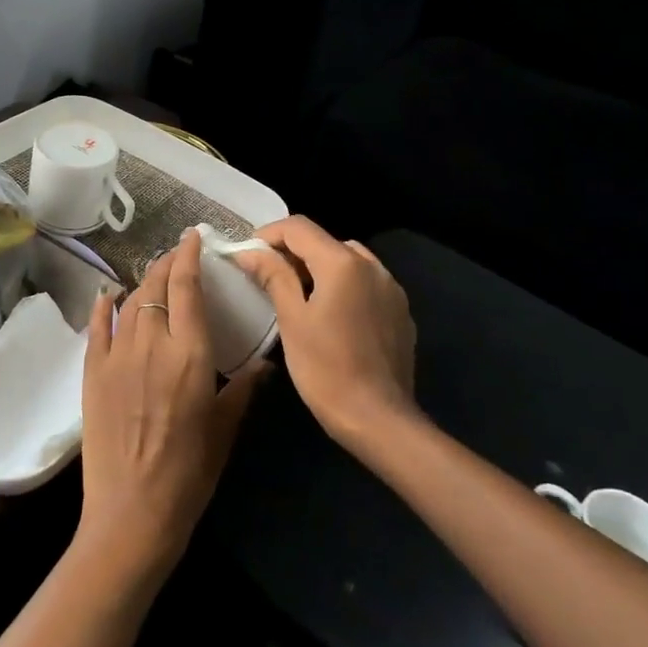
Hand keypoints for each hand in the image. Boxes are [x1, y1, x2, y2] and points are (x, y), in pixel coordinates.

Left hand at [78, 229, 266, 584]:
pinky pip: (96, 327)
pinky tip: (108, 295)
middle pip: (156, 286)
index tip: (192, 237)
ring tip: (154, 276)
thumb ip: (243, 389)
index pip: (187, 287)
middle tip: (177, 255)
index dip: (188, 256)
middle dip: (167, 263)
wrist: (133, 512)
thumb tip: (265, 364)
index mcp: (189, 354)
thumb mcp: (225, 428)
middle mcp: (151, 344)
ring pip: (129, 301)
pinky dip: (103, 306)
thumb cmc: (189, 473)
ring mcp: (116, 357)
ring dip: (143, 283)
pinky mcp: (92, 373)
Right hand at [233, 215, 419, 451]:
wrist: (379, 419)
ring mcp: (391, 289)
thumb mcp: (292, 320)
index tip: (247, 254)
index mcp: (343, 263)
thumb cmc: (326, 369)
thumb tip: (250, 251)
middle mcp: (373, 266)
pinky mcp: (400, 312)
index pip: (299, 228)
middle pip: (325, 242)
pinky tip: (331, 316)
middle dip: (293, 252)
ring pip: (348, 261)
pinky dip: (343, 287)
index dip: (268, 234)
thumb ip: (273, 276)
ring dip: (319, 268)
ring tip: (298, 295)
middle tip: (267, 277)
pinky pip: (366, 284)